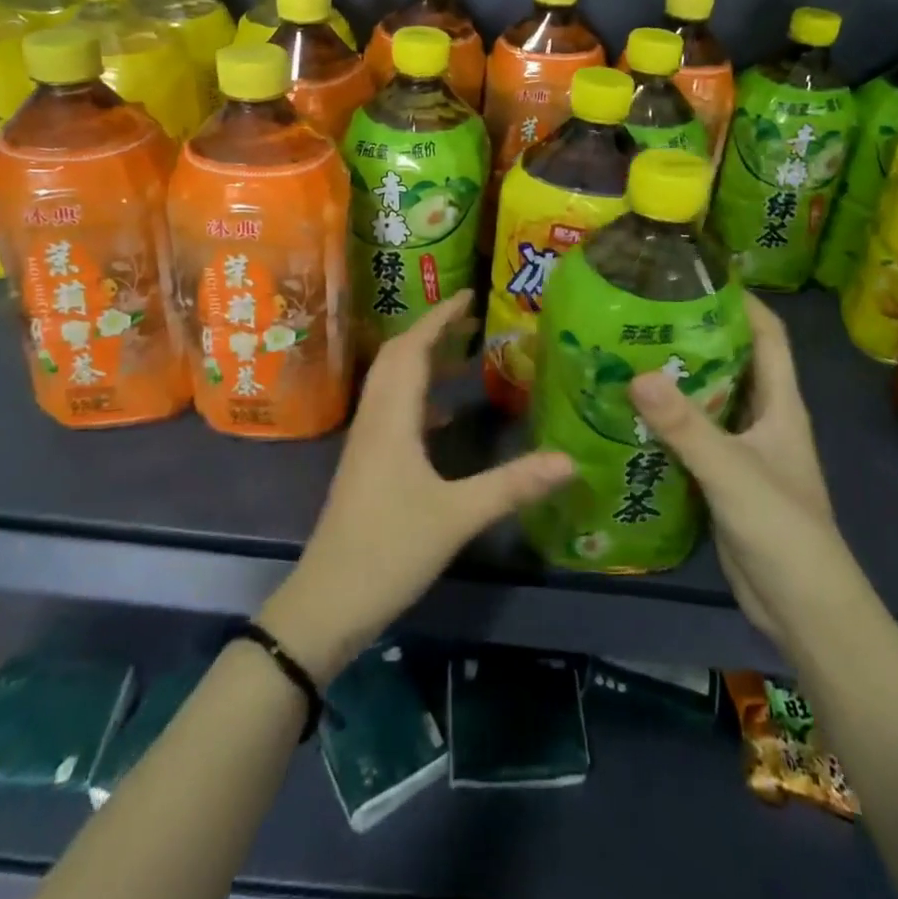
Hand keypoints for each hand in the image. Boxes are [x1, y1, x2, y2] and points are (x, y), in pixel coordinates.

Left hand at [257, 292, 574, 681]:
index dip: (440, 317)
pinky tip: (446, 418)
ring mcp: (367, 443)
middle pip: (398, 358)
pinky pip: (394, 412)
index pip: (413, 348)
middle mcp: (375, 419)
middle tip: (473, 320)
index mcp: (392, 418)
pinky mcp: (368, 465)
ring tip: (465, 356)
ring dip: (424, 362)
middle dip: (432, 331)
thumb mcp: (457, 516)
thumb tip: (570, 459)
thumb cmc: (389, 550)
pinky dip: (421, 398)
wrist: (327, 603)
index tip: (469, 294)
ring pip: (393, 384)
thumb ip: (512, 485)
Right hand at [627, 294, 849, 641]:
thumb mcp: (732, 471)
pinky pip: (693, 436)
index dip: (742, 302)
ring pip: (709, 400)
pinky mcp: (722, 479)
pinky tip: (630, 414)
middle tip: (644, 314)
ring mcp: (743, 450)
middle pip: (733, 362)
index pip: (768, 336)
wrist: (802, 610)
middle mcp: (763, 419)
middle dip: (695, 335)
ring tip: (627, 354)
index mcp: (779, 405)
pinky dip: (667, 421)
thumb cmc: (782, 529)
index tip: (698, 277)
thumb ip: (685, 426)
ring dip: (677, 379)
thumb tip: (636, 374)